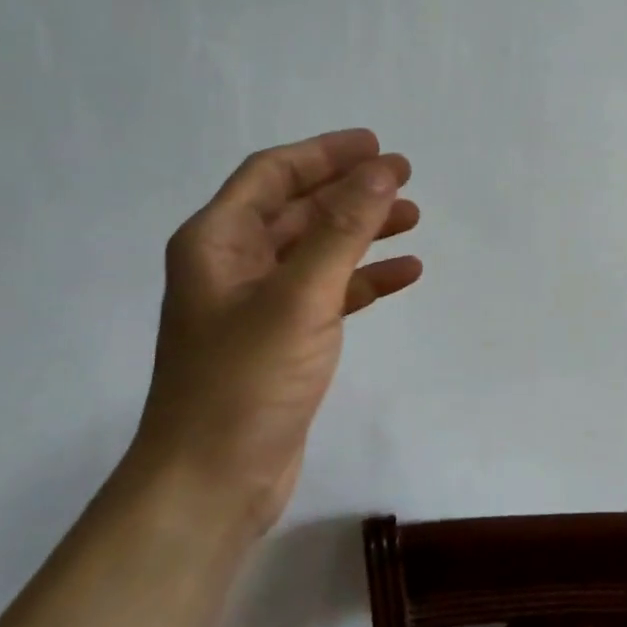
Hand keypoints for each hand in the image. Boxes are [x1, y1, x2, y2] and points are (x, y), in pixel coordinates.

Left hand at [129, 130, 421, 531]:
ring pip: (318, 250)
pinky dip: (365, 279)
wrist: (213, 481)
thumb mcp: (299, 296)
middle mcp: (233, 265)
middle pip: (298, 209)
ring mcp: (259, 305)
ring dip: (363, 231)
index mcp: (217, 243)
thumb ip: (343, 230)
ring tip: (413, 218)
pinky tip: (404, 274)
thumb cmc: (245, 382)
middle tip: (405, 177)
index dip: (324, 154)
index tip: (376, 144)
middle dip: (350, 190)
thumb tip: (382, 170)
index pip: (272, 175)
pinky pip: (330, 291)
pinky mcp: (283, 340)